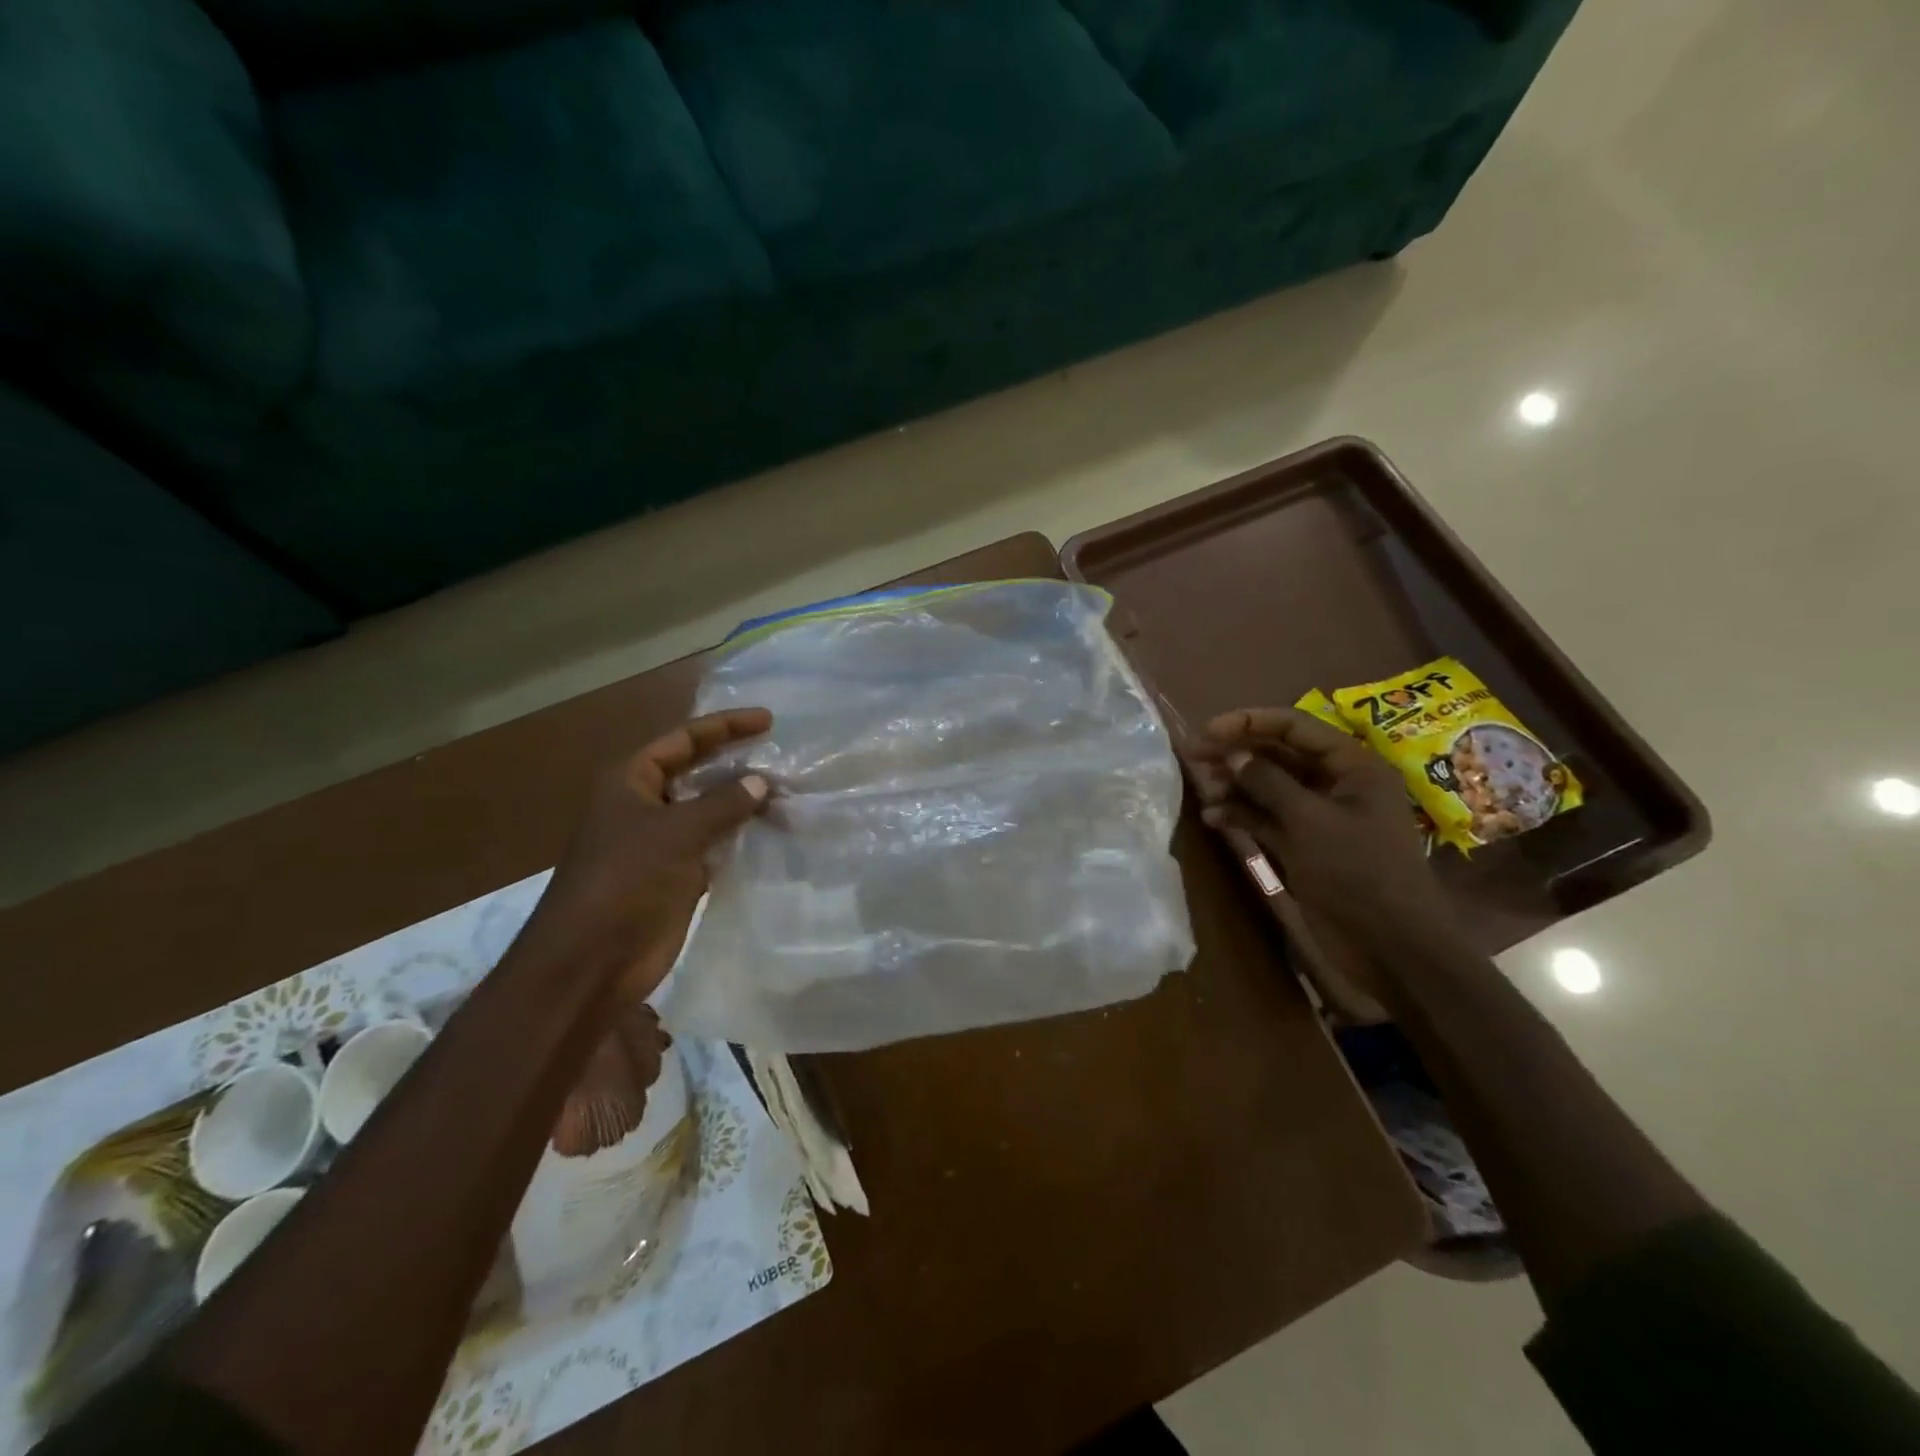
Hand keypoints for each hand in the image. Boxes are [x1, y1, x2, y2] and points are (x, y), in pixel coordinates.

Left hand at [516, 709, 772, 998]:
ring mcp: (661, 843)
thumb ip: (723, 803)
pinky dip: (741, 838)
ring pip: (709, 811)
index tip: (769, 721)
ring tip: (788, 793)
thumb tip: (761, 781)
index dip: (724, 726)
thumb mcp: (676, 832)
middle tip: (783, 756)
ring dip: (743, 803)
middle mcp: (645, 806)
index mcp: (630, 782)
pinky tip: (773, 833)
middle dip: (737, 763)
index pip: (682, 739)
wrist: (591, 962)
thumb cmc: (625, 881)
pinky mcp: (677, 876)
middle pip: (697, 772)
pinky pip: (714, 846)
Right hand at [1192, 707, 1458, 961]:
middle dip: (1237, 753)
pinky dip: (1242, 815)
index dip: (1250, 722)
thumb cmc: (1357, 871)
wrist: (1390, 945)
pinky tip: (1213, 819)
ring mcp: (1318, 817)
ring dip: (1235, 785)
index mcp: (1352, 766)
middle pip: (1279, 755)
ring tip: (1201, 788)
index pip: (1296, 727)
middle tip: (1193, 755)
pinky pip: (1267, 819)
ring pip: (1269, 787)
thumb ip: (1268, 783)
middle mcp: (1335, 784)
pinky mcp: (1304, 846)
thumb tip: (1233, 755)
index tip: (1209, 729)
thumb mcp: (1310, 821)